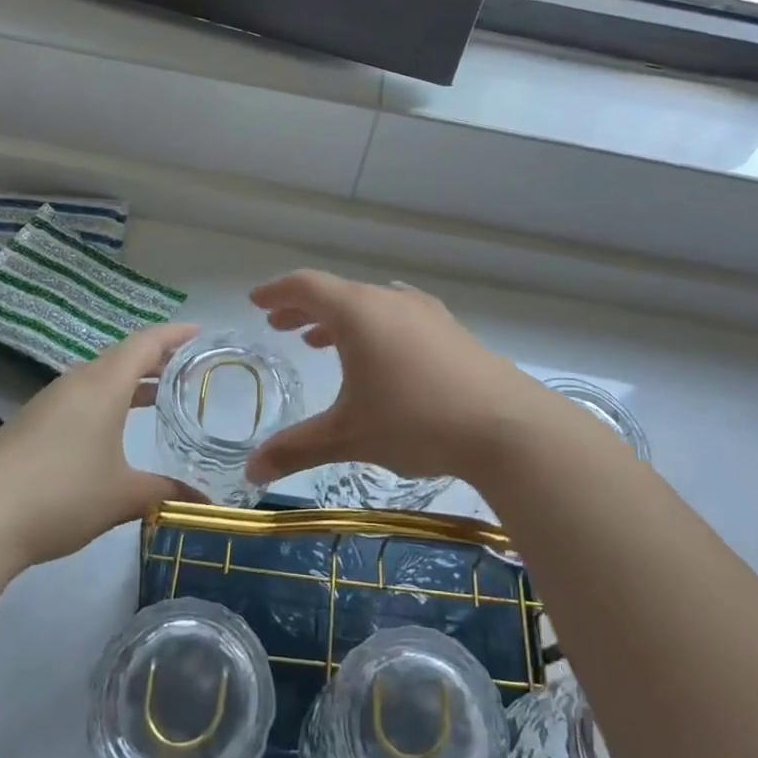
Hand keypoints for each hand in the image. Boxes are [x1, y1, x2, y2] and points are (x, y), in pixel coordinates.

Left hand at [0, 322, 198, 568]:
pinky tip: (112, 426)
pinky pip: (80, 395)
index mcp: (103, 386)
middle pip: (122, 356)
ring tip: (157, 394)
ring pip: (99, 376)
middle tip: (188, 367)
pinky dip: (106, 398)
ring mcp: (49, 401)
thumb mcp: (122, 496)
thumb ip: (166, 492)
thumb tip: (204, 501)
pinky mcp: (30, 422)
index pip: (146, 344)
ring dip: (129, 379)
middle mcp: (76, 383)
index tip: (200, 332)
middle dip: (156, 358)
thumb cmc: (61, 495)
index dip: (175, 334)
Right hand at [245, 271, 547, 491]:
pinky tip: (379, 355)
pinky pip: (398, 316)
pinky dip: (373, 328)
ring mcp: (426, 313)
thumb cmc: (416, 421)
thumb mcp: (349, 436)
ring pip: (370, 304)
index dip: (277, 291)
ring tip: (319, 342)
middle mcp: (390, 301)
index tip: (257, 301)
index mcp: (358, 312)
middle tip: (281, 324)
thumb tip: (250, 471)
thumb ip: (296, 449)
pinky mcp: (451, 330)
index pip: (306, 286)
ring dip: (340, 319)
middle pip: (337, 292)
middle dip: (304, 308)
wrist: (508, 426)